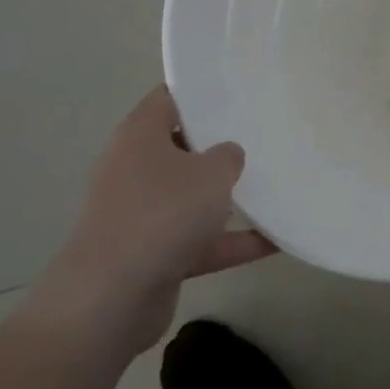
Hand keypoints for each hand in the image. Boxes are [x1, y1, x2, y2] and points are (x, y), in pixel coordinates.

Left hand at [27, 86, 274, 359]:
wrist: (112, 298)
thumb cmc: (162, 215)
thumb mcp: (211, 173)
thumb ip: (228, 156)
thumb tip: (228, 155)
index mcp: (140, 137)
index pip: (169, 98)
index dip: (201, 90)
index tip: (240, 89)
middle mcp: (136, 170)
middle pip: (183, 146)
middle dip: (221, 144)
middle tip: (265, 133)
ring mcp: (143, 214)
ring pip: (192, 196)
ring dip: (229, 196)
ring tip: (278, 184)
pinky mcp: (154, 254)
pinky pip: (201, 240)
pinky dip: (234, 240)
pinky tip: (278, 240)